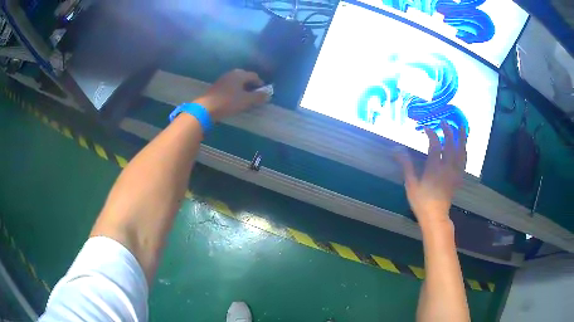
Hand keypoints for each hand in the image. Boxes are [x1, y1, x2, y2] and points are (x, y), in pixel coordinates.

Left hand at [194, 69, 269, 120]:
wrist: (206, 108)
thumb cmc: (228, 102)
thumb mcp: (246, 100)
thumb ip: (258, 97)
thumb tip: (268, 94)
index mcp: (240, 75)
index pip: (254, 76)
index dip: (260, 84)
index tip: (263, 92)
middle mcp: (231, 74)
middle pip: (244, 77)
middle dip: (251, 84)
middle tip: (254, 94)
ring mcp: (222, 79)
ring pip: (236, 81)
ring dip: (242, 87)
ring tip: (245, 97)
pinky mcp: (216, 87)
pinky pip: (229, 86)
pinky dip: (234, 90)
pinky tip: (234, 98)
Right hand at [395, 121, 466, 229]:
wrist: (435, 216)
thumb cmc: (421, 201)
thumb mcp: (411, 184)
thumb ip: (406, 165)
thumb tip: (397, 150)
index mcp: (435, 168)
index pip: (435, 145)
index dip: (431, 134)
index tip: (425, 128)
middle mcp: (447, 167)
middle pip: (451, 145)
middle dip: (447, 131)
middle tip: (443, 121)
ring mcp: (455, 173)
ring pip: (461, 152)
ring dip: (461, 138)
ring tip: (461, 127)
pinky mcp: (458, 178)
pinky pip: (464, 162)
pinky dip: (465, 152)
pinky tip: (464, 147)